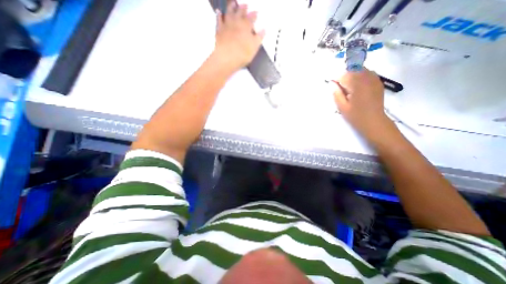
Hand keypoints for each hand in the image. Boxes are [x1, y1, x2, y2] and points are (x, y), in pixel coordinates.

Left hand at [212, 1, 264, 71]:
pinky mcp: (219, 30)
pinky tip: (219, 12)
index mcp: (246, 26)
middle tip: (246, 5)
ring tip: (234, 3)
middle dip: (244, 8)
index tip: (256, 12)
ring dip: (232, 7)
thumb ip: (259, 38)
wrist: (226, 57)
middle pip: (240, 13)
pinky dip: (219, 15)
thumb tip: (264, 30)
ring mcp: (227, 25)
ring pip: (229, 12)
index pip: (251, 18)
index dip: (254, 15)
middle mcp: (236, 22)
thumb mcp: (254, 47)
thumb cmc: (242, 54)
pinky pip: (218, 20)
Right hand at [335, 69, 392, 138]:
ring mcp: (374, 80)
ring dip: (353, 75)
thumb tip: (332, 83)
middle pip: (353, 70)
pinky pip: (368, 73)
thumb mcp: (342, 107)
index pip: (344, 75)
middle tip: (341, 88)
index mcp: (357, 85)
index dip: (337, 80)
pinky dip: (361, 77)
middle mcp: (367, 78)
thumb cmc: (355, 116)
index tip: (334, 86)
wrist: (374, 121)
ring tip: (350, 87)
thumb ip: (336, 93)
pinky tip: (358, 86)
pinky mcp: (378, 83)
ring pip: (361, 70)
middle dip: (345, 76)